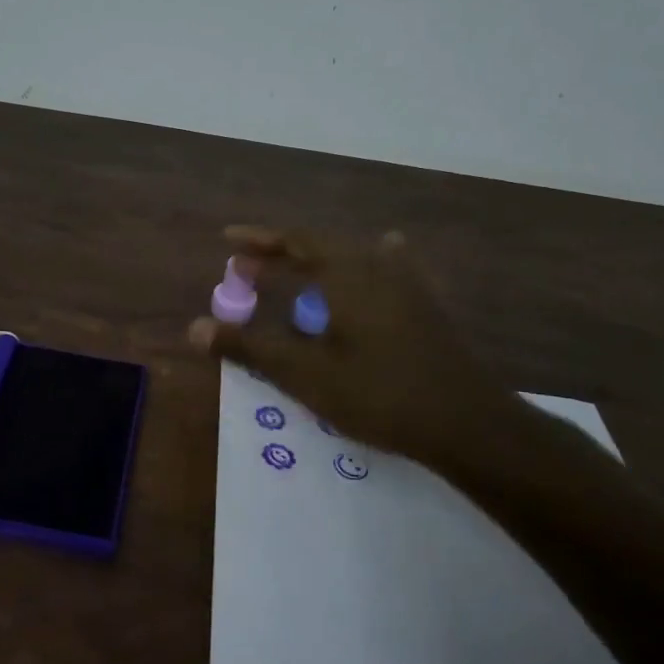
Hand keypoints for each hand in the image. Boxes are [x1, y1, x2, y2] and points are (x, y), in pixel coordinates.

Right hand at [187, 224, 527, 476]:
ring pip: (354, 259)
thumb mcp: (305, 374)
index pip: (295, 242)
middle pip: (322, 247)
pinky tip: (380, 263)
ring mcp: (408, 286)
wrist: (468, 424)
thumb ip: (250, 348)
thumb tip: (194, 328)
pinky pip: (386, 272)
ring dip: (318, 262)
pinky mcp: (427, 309)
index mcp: (347, 274)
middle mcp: (377, 268)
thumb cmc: (379, 393)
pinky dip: (363, 268)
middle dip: (282, 254)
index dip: (259, 240)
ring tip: (297, 269)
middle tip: (249, 266)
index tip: (228, 240)